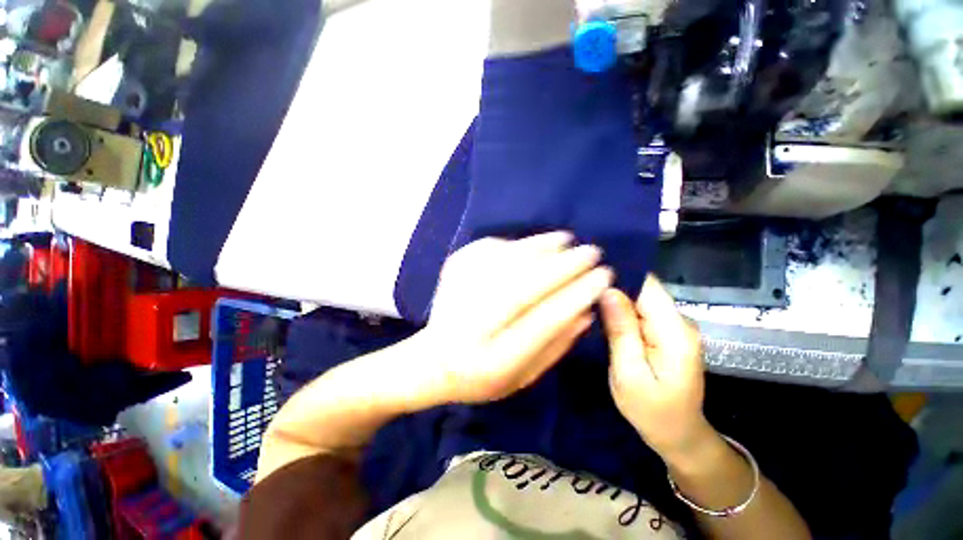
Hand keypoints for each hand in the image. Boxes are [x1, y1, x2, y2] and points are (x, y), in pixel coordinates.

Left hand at [420, 232, 612, 403]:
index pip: (543, 322)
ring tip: (566, 240)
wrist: (433, 360)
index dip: (576, 296)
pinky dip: (514, 244)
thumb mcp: (523, 377)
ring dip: (540, 248)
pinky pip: (486, 251)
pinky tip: (533, 244)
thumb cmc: (483, 376)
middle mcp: (473, 326)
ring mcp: (458, 295)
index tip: (603, 277)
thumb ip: (555, 347)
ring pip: (503, 264)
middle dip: (563, 267)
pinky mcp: (451, 274)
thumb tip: (586, 312)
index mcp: (494, 361)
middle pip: (522, 288)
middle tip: (591, 252)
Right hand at [600, 276, 711, 459]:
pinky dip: (620, 313)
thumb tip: (608, 290)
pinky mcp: (665, 334)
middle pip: (643, 291)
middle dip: (612, 289)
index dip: (618, 276)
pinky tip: (602, 318)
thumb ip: (621, 330)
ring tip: (586, 303)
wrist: (679, 436)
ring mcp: (673, 328)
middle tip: (580, 294)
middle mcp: (678, 322)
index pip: (647, 286)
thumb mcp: (629, 373)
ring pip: (639, 300)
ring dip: (614, 301)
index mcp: (674, 331)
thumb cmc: (652, 411)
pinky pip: (640, 313)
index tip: (588, 276)